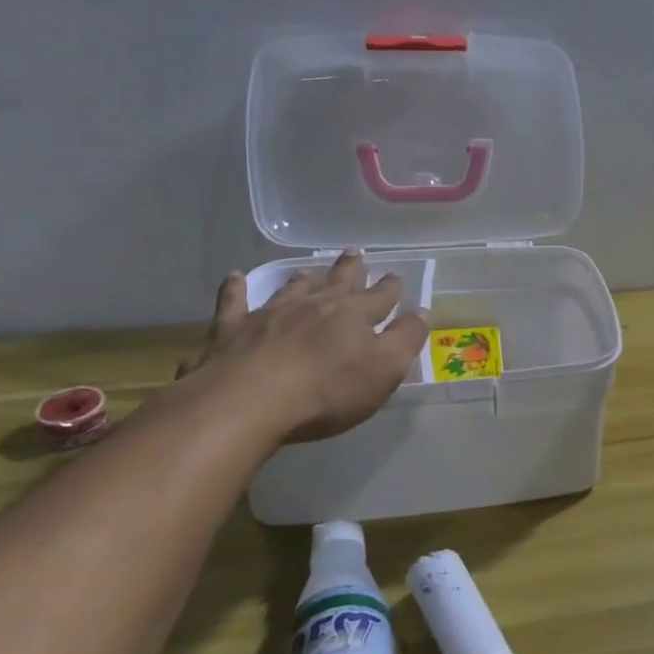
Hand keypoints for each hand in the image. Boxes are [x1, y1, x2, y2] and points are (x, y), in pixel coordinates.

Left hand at [167, 254, 428, 452]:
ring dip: (301, 280)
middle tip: (355, 253)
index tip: (396, 276)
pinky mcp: (232, 329)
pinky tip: (234, 277)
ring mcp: (270, 314)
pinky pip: (233, 301)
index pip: (380, 297)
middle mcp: (314, 305)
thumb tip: (422, 311)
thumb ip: (405, 339)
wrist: (248, 401)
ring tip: (305, 271)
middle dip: (350, 268)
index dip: (390, 288)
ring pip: (290, 289)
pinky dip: (234, 288)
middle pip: (337, 282)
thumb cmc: (326, 391)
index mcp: (353, 315)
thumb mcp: (384, 370)